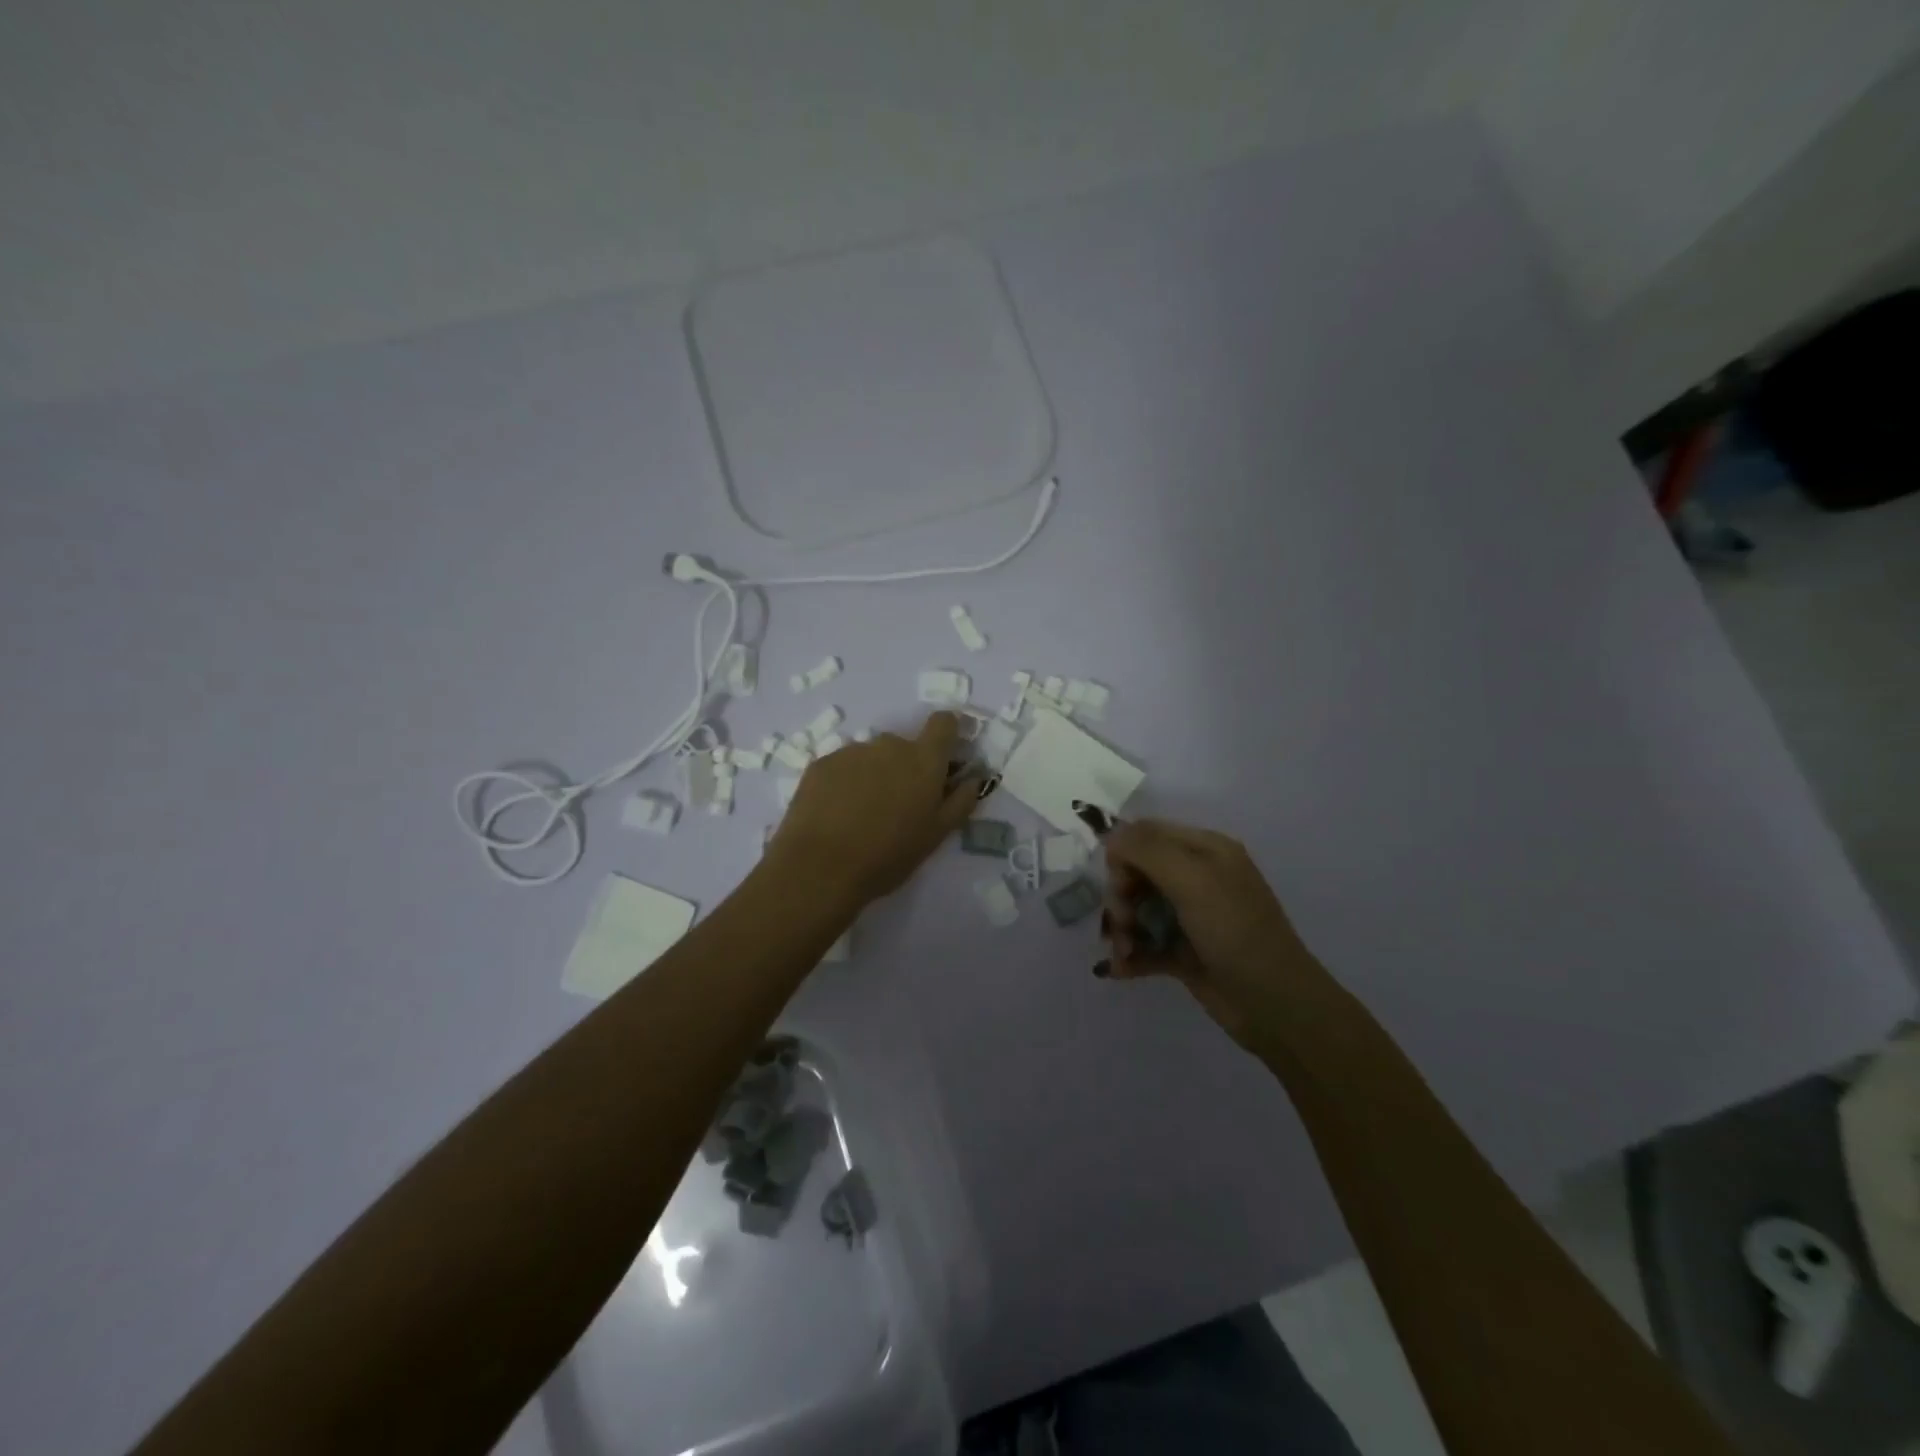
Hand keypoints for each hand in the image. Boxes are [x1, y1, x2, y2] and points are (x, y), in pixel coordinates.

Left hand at [766, 711, 986, 907]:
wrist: (819, 868)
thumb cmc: (888, 855)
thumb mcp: (936, 835)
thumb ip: (961, 801)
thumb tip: (974, 777)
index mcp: (923, 760)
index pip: (944, 723)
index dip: (949, 732)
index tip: (946, 756)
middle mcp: (889, 745)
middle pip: (905, 746)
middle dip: (906, 768)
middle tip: (899, 806)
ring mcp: (852, 751)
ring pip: (872, 757)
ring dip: (875, 776)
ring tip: (863, 815)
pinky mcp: (822, 763)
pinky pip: (844, 766)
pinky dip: (846, 782)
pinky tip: (837, 815)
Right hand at [1099, 819, 1331, 1050]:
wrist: (1275, 1005)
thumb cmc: (1235, 931)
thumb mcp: (1193, 879)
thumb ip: (1147, 849)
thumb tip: (1111, 837)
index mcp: (1205, 849)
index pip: (1146, 834)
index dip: (1123, 855)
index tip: (1120, 884)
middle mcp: (1197, 877)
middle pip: (1137, 872)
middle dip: (1121, 896)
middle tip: (1123, 923)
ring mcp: (1190, 916)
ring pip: (1138, 909)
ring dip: (1122, 928)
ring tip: (1123, 952)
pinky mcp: (1184, 952)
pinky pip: (1145, 943)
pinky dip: (1130, 954)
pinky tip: (1120, 970)